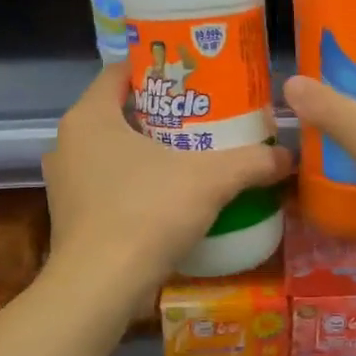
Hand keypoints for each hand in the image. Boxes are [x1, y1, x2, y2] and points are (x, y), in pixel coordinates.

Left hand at [43, 66, 291, 286]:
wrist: (100, 288)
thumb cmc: (147, 212)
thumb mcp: (211, 180)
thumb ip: (252, 162)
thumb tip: (289, 156)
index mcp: (90, 117)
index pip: (119, 72)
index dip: (156, 68)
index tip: (192, 76)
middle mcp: (68, 143)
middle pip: (119, 112)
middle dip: (161, 113)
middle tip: (203, 116)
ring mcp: (65, 182)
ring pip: (112, 151)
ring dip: (148, 150)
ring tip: (192, 154)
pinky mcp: (72, 217)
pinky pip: (108, 184)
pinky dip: (136, 183)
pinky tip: (170, 196)